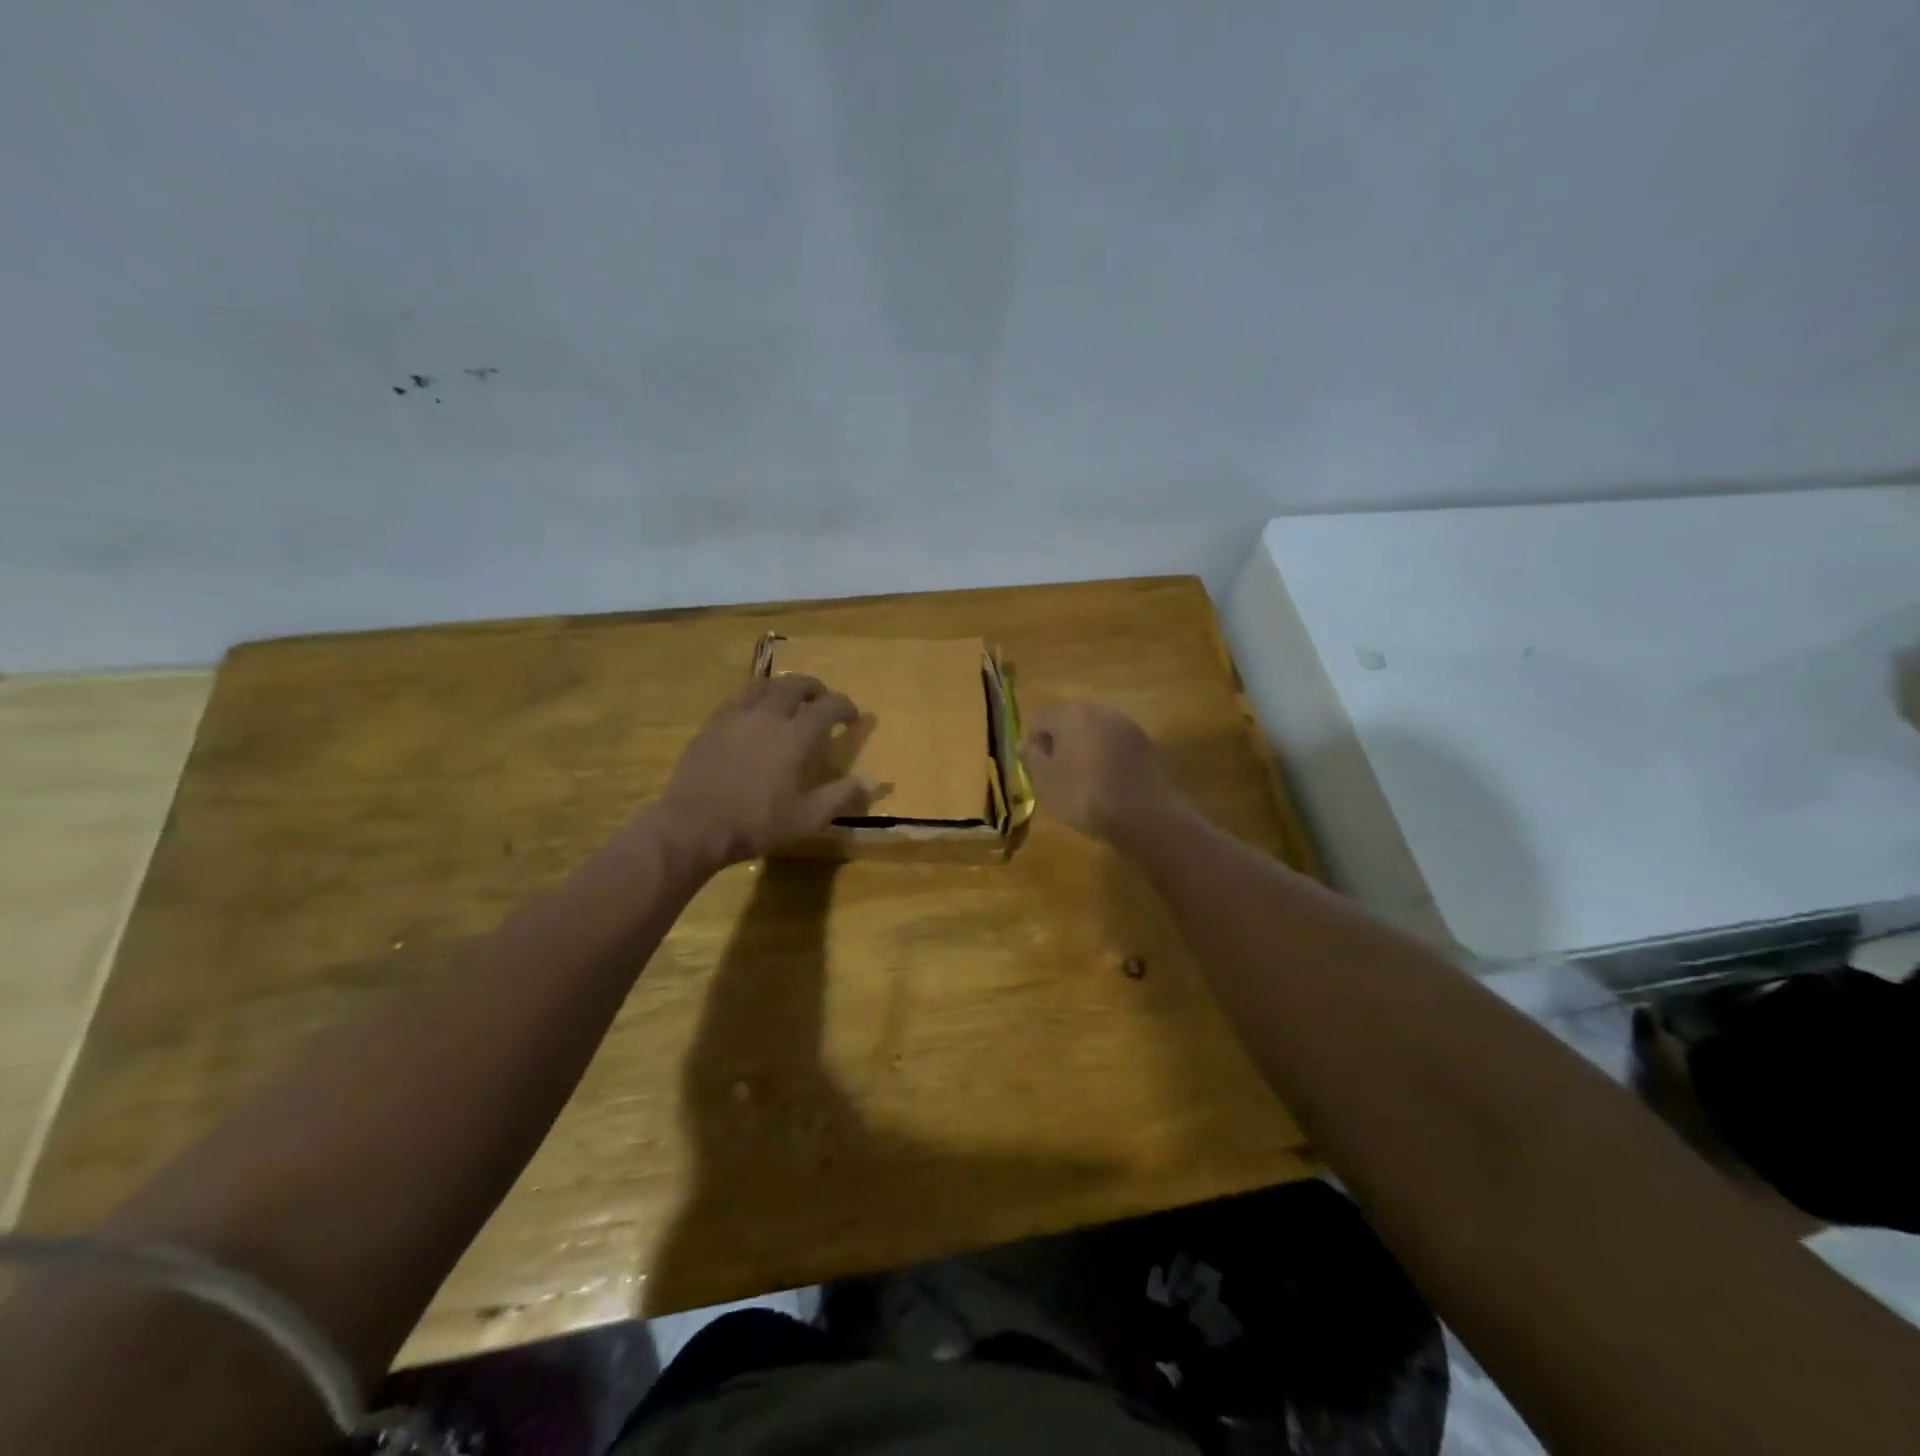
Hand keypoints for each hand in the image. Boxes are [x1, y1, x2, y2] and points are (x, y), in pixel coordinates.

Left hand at [660, 675, 878, 866]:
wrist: (694, 825)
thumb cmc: (757, 823)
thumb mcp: (809, 818)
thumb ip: (842, 795)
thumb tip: (874, 782)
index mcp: (796, 735)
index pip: (829, 706)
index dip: (846, 707)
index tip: (853, 718)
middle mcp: (769, 715)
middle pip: (796, 685)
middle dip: (815, 689)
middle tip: (822, 701)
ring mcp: (736, 716)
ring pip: (764, 685)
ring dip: (783, 688)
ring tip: (789, 700)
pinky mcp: (712, 724)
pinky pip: (739, 699)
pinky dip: (756, 699)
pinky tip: (755, 716)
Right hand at [1019, 701, 1180, 846]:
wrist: (1145, 814)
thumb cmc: (1084, 795)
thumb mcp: (1046, 782)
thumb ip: (1031, 758)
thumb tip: (1024, 744)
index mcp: (1072, 713)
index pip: (1041, 720)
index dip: (1034, 745)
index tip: (1037, 772)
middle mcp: (1101, 710)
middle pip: (1070, 722)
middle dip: (1061, 745)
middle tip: (1058, 777)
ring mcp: (1127, 726)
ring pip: (1095, 734)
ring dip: (1086, 751)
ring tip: (1084, 782)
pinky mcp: (1147, 744)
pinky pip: (1117, 747)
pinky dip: (1108, 760)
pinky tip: (1108, 785)